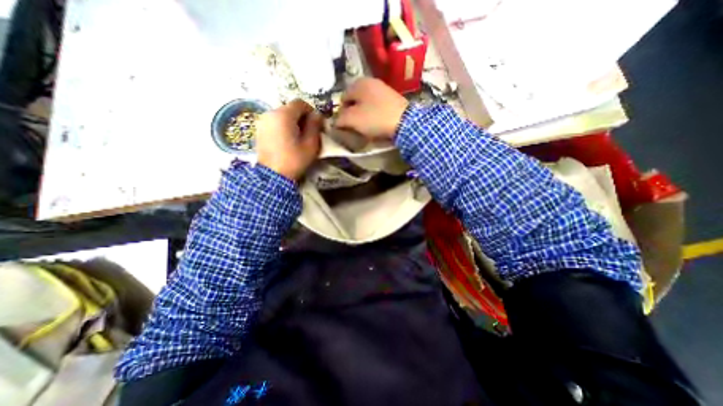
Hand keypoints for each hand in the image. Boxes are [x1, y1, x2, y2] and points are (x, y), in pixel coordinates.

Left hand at [254, 98, 321, 180]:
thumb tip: (317, 115)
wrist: (273, 176)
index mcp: (283, 115)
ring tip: (298, 137)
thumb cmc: (294, 160)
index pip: (300, 103)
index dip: (311, 111)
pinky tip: (287, 140)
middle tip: (309, 132)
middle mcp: (270, 113)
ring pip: (282, 115)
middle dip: (302, 117)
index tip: (316, 124)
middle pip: (290, 108)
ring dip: (292, 122)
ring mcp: (263, 121)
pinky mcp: (259, 129)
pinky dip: (283, 126)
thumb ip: (315, 126)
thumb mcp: (310, 144)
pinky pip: (275, 122)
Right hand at [336, 77, 408, 140]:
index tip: (346, 125)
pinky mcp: (393, 98)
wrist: (404, 122)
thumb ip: (339, 119)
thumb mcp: (352, 119)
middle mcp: (370, 81)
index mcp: (358, 83)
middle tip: (355, 126)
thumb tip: (335, 122)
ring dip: (364, 114)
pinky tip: (378, 122)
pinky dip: (375, 114)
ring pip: (366, 103)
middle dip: (353, 113)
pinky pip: (377, 106)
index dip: (341, 113)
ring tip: (367, 126)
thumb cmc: (375, 118)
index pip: (342, 99)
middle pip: (355, 100)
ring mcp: (383, 88)